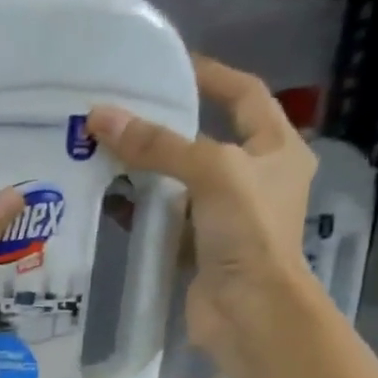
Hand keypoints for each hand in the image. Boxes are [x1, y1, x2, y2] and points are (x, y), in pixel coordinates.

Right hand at [87, 55, 316, 364]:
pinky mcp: (198, 248)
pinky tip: (109, 201)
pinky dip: (140, 210)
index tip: (171, 66)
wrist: (248, 311)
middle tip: (122, 114)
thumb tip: (100, 116)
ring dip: (146, 170)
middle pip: (206, 140)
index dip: (213, 76)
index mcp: (277, 150)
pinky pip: (165, 219)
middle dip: (165, 128)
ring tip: (104, 153)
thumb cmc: (248, 231)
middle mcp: (254, 179)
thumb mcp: (210, 172)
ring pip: (180, 182)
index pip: (245, 96)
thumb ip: (157, 145)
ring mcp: (225, 217)